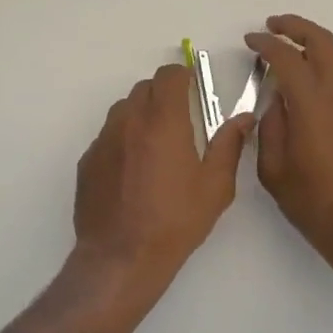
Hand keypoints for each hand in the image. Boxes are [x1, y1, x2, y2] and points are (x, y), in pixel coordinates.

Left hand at [72, 64, 251, 303]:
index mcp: (163, 121)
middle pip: (144, 88)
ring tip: (156, 146)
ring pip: (123, 110)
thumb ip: (229, 145)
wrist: (121, 257)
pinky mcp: (87, 161)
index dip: (183, 75)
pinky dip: (122, 140)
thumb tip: (244, 119)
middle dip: (164, 94)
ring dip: (141, 115)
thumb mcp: (214, 187)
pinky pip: (108, 137)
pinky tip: (133, 171)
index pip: (169, 75)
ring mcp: (103, 140)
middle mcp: (128, 121)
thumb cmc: (175, 221)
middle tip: (180, 119)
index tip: (193, 87)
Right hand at [245, 15, 332, 275]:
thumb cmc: (313, 204)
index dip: (266, 44)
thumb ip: (270, 128)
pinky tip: (310, 82)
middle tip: (273, 26)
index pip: (287, 58)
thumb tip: (275, 102)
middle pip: (323, 43)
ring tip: (291, 48)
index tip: (250, 40)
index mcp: (312, 106)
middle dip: (297, 27)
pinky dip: (326, 65)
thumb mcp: (274, 170)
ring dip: (315, 44)